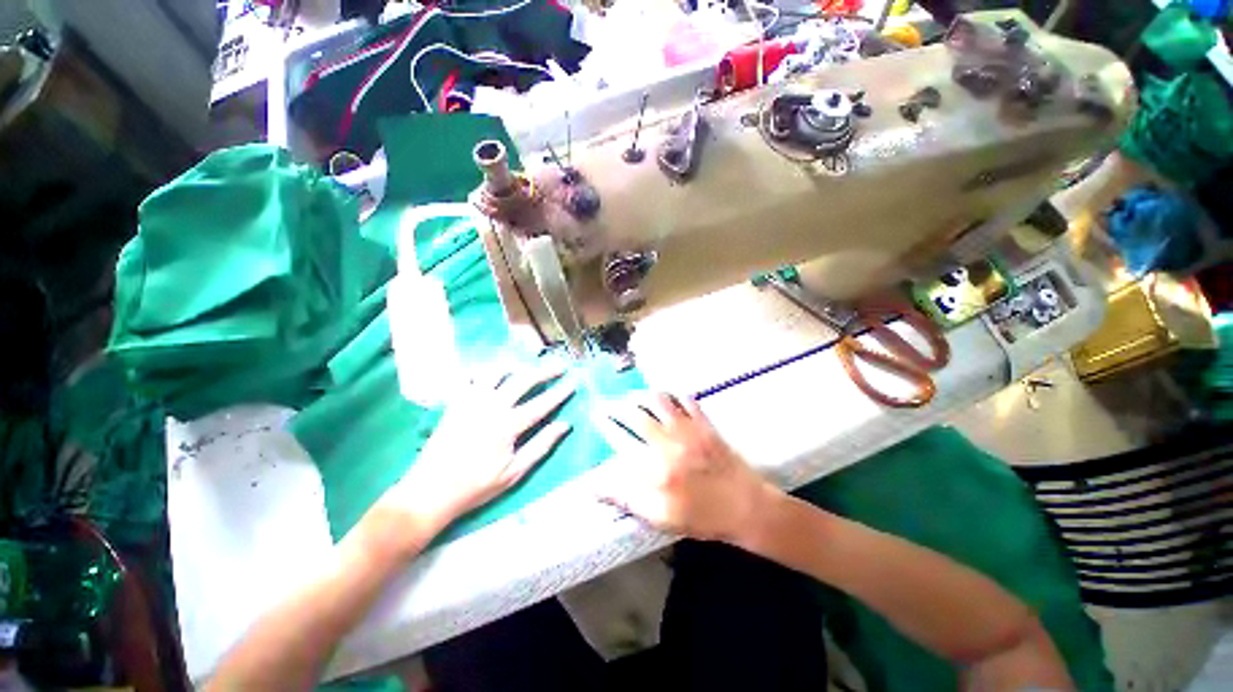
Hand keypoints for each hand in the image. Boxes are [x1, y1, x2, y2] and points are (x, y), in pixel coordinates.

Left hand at [385, 363, 575, 531]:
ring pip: (496, 372)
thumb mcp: (514, 472)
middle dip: (545, 371)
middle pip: (523, 380)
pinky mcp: (455, 403)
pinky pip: (469, 378)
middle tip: (559, 365)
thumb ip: (541, 445)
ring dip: (514, 365)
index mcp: (508, 425)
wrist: (429, 491)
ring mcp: (471, 402)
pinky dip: (482, 371)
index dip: (560, 392)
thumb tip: (565, 425)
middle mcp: (492, 406)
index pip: (542, 403)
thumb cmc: (476, 486)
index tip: (574, 382)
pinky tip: (489, 372)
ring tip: (525, 363)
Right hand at [600, 394, 778, 542]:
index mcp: (655, 468)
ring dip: (642, 395)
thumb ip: (627, 499)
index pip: (621, 439)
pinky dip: (674, 395)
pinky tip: (668, 396)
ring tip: (633, 396)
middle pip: (636, 415)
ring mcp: (688, 430)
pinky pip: (687, 400)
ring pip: (659, 401)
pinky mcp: (705, 424)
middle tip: (609, 402)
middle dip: (618, 405)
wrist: (747, 507)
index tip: (596, 416)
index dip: (606, 425)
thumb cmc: (702, 517)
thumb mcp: (661, 518)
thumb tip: (595, 486)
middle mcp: (668, 442)